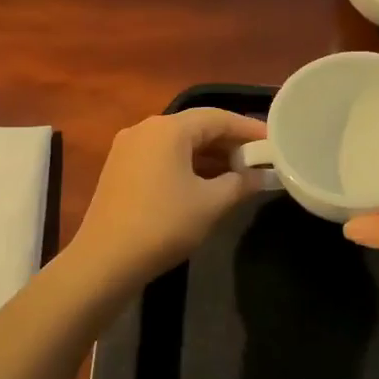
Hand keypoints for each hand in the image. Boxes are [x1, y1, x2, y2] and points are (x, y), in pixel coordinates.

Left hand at [71, 108, 268, 286]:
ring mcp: (128, 148)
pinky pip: (162, 157)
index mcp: (168, 129)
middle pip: (196, 127)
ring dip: (208, 155)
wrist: (105, 260)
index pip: (218, 118)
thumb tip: (260, 176)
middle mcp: (145, 129)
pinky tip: (205, 183)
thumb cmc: (163, 225)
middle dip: (229, 142)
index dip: (248, 129)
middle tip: (258, 160)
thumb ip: (240, 184)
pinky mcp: (119, 168)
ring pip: (178, 143)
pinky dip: (187, 165)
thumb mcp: (211, 205)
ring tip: (238, 174)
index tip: (273, 142)